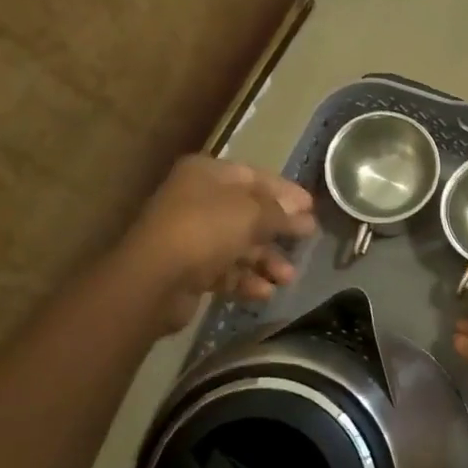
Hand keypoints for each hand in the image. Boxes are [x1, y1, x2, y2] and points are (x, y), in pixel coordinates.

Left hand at [123, 156, 317, 332]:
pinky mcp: (188, 270)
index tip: (312, 207)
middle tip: (308, 240)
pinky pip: (225, 271)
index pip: (255, 176)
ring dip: (266, 260)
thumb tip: (302, 212)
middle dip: (278, 230)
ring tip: (288, 277)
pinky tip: (265, 292)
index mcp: (207, 174)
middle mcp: (197, 200)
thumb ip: (280, 212)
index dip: (285, 192)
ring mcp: (190, 236)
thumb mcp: (252, 213)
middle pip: (248, 212)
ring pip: (238, 245)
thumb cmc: (206, 230)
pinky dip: (246, 280)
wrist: (155, 279)